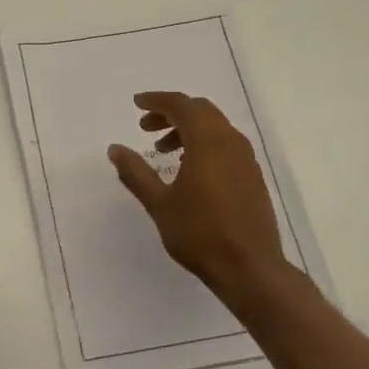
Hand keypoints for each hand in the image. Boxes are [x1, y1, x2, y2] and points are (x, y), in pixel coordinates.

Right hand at [109, 92, 296, 304]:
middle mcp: (231, 143)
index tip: (137, 104)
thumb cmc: (200, 234)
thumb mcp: (159, 204)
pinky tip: (188, 168)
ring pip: (215, 127)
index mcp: (208, 143)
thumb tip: (115, 148)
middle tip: (145, 127)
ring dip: (187, 129)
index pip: (182, 106)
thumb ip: (136, 172)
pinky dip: (203, 144)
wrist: (250, 268)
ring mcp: (246, 160)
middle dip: (171, 113)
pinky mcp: (252, 176)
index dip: (157, 101)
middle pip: (201, 111)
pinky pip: (226, 144)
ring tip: (162, 151)